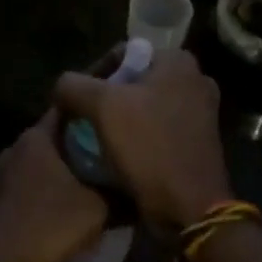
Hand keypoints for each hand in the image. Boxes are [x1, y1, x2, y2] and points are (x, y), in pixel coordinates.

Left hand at [0, 111, 109, 261]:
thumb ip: (124, 195)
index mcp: (36, 137)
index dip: (97, 111)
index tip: (121, 120)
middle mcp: (17, 147)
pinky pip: (36, 184)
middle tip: (120, 154)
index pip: (70, 107)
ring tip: (103, 183)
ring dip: (71, 171)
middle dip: (88, 144)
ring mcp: (5, 174)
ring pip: (48, 162)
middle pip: (60, 136)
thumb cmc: (49, 225)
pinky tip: (75, 207)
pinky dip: (56, 190)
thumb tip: (144, 192)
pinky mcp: (1, 198)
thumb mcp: (99, 209)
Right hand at [54, 48, 230, 230]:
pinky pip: (156, 131)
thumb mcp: (102, 107)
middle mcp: (195, 81)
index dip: (92, 74)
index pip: (123, 54)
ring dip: (118, 123)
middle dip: (105, 101)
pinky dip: (136, 140)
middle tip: (82, 123)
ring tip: (94, 142)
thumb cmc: (149, 148)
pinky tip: (117, 157)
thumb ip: (73, 86)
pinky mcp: (197, 143)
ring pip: (143, 109)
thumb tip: (61, 88)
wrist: (189, 207)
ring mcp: (200, 114)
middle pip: (133, 82)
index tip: (75, 103)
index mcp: (179, 62)